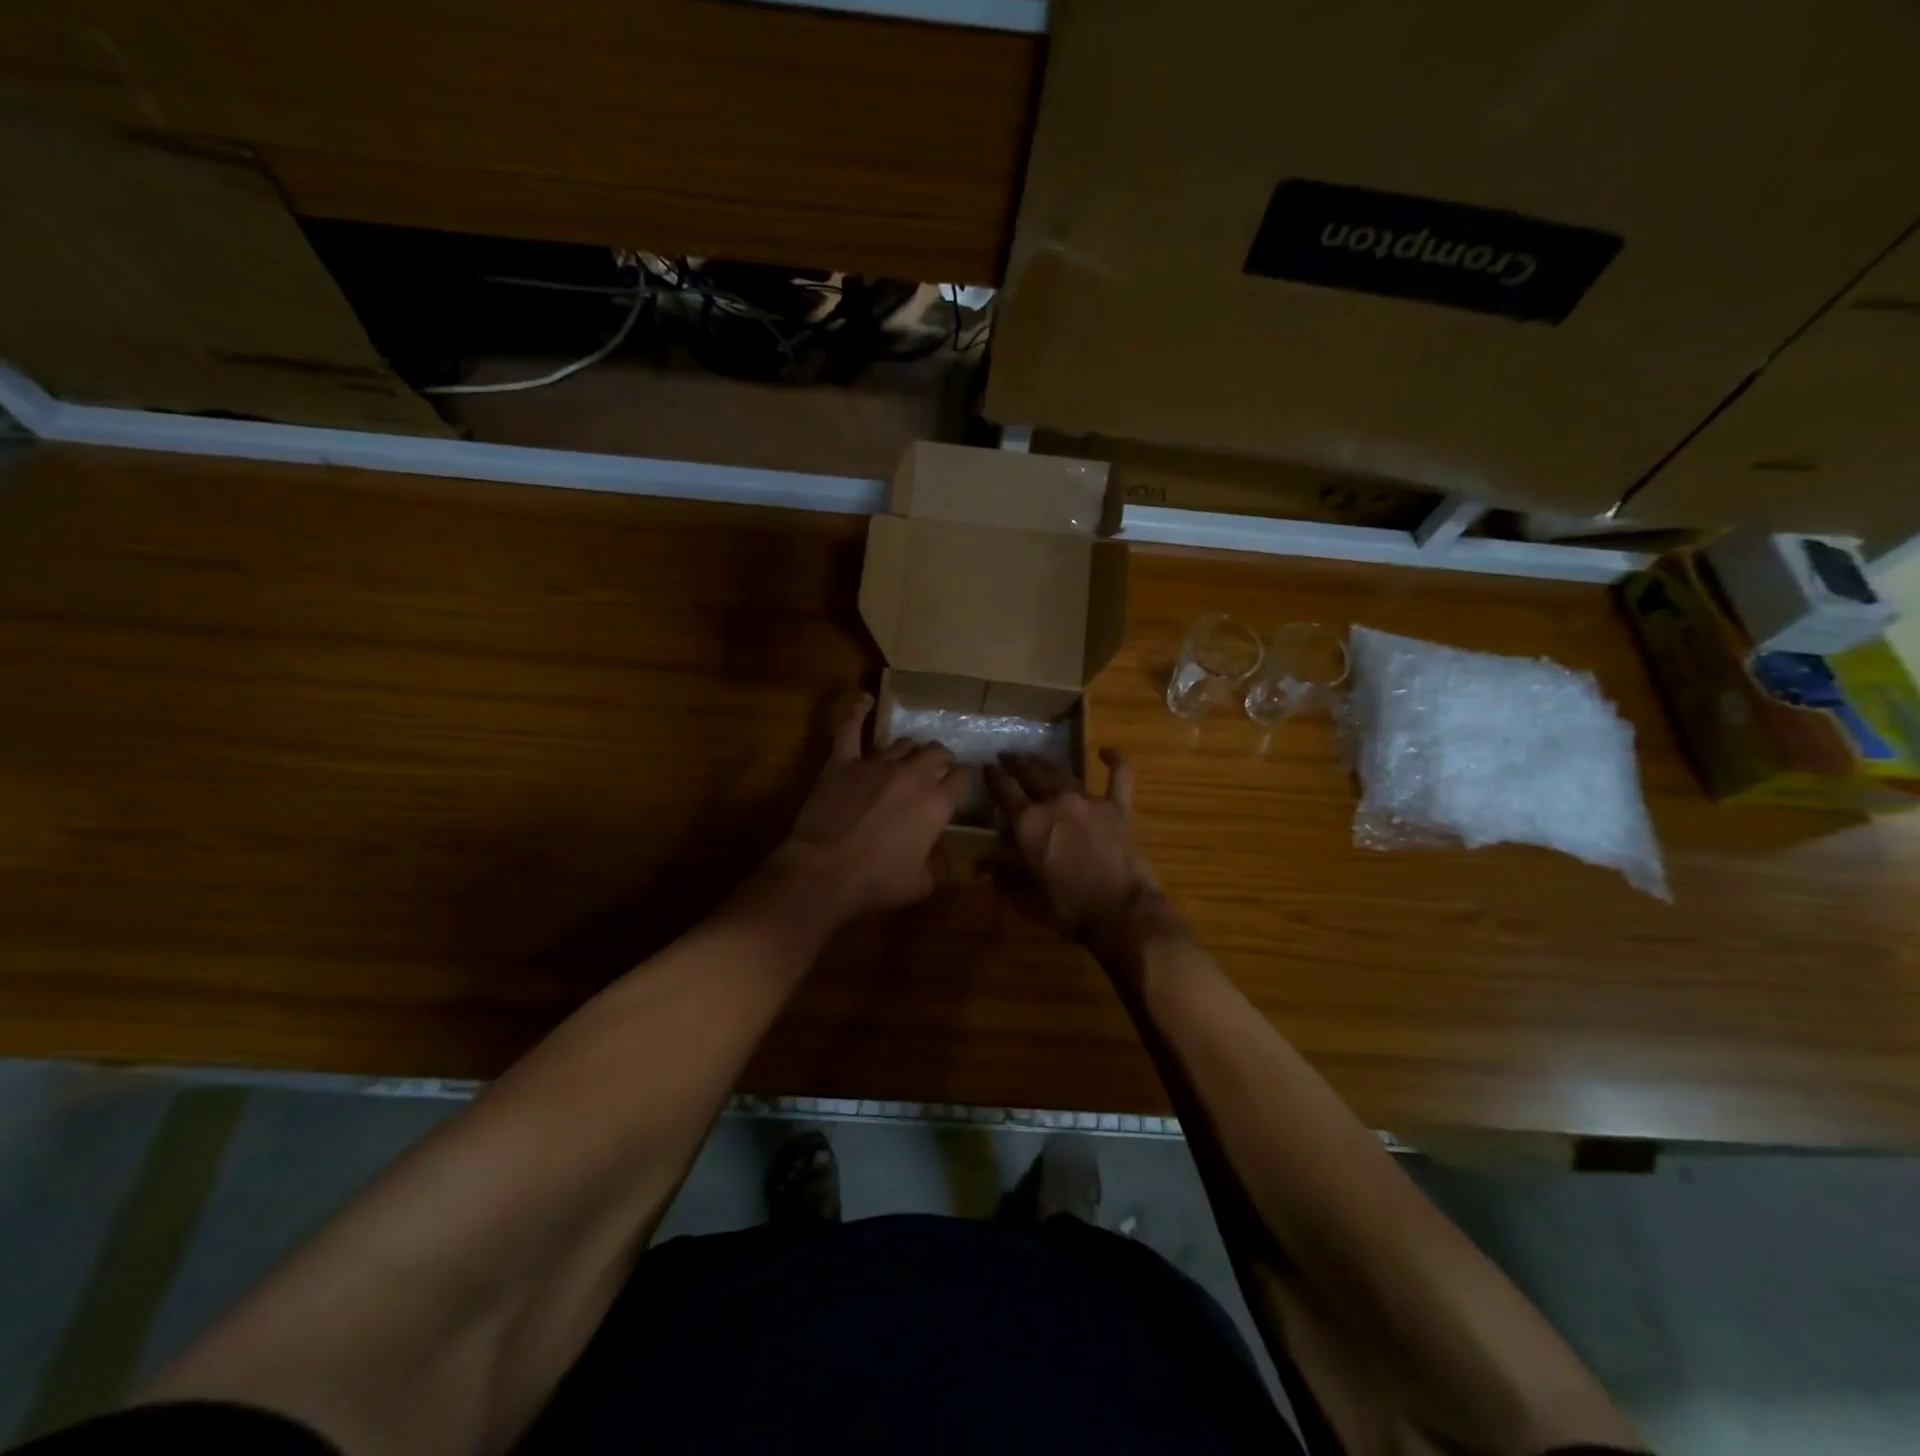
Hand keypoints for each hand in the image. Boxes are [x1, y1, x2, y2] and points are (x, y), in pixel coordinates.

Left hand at [765, 693, 967, 927]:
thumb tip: (940, 859)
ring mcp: (877, 763)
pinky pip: (851, 728)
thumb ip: (936, 866)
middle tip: (937, 769)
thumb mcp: (920, 884)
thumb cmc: (876, 882)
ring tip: (909, 754)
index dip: (964, 779)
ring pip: (902, 743)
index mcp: (937, 803)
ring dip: (910, 748)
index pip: (962, 778)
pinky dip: (858, 711)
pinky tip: (864, 699)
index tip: (962, 782)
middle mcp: (913, 775)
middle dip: (941, 759)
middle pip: (936, 753)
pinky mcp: (843, 761)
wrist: (825, 871)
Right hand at [984, 749, 1174, 957]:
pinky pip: (1118, 776)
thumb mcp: (1028, 896)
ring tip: (1037, 759)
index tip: (987, 767)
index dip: (993, 777)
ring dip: (1047, 764)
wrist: (1122, 912)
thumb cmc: (1070, 908)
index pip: (1004, 790)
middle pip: (1032, 774)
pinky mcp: (1118, 807)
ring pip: (1064, 773)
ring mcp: (1089, 800)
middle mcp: (1055, 802)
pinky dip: (1114, 761)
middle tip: (1008, 758)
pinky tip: (1107, 752)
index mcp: (1028, 823)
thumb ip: (1004, 876)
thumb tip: (980, 866)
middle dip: (1017, 764)